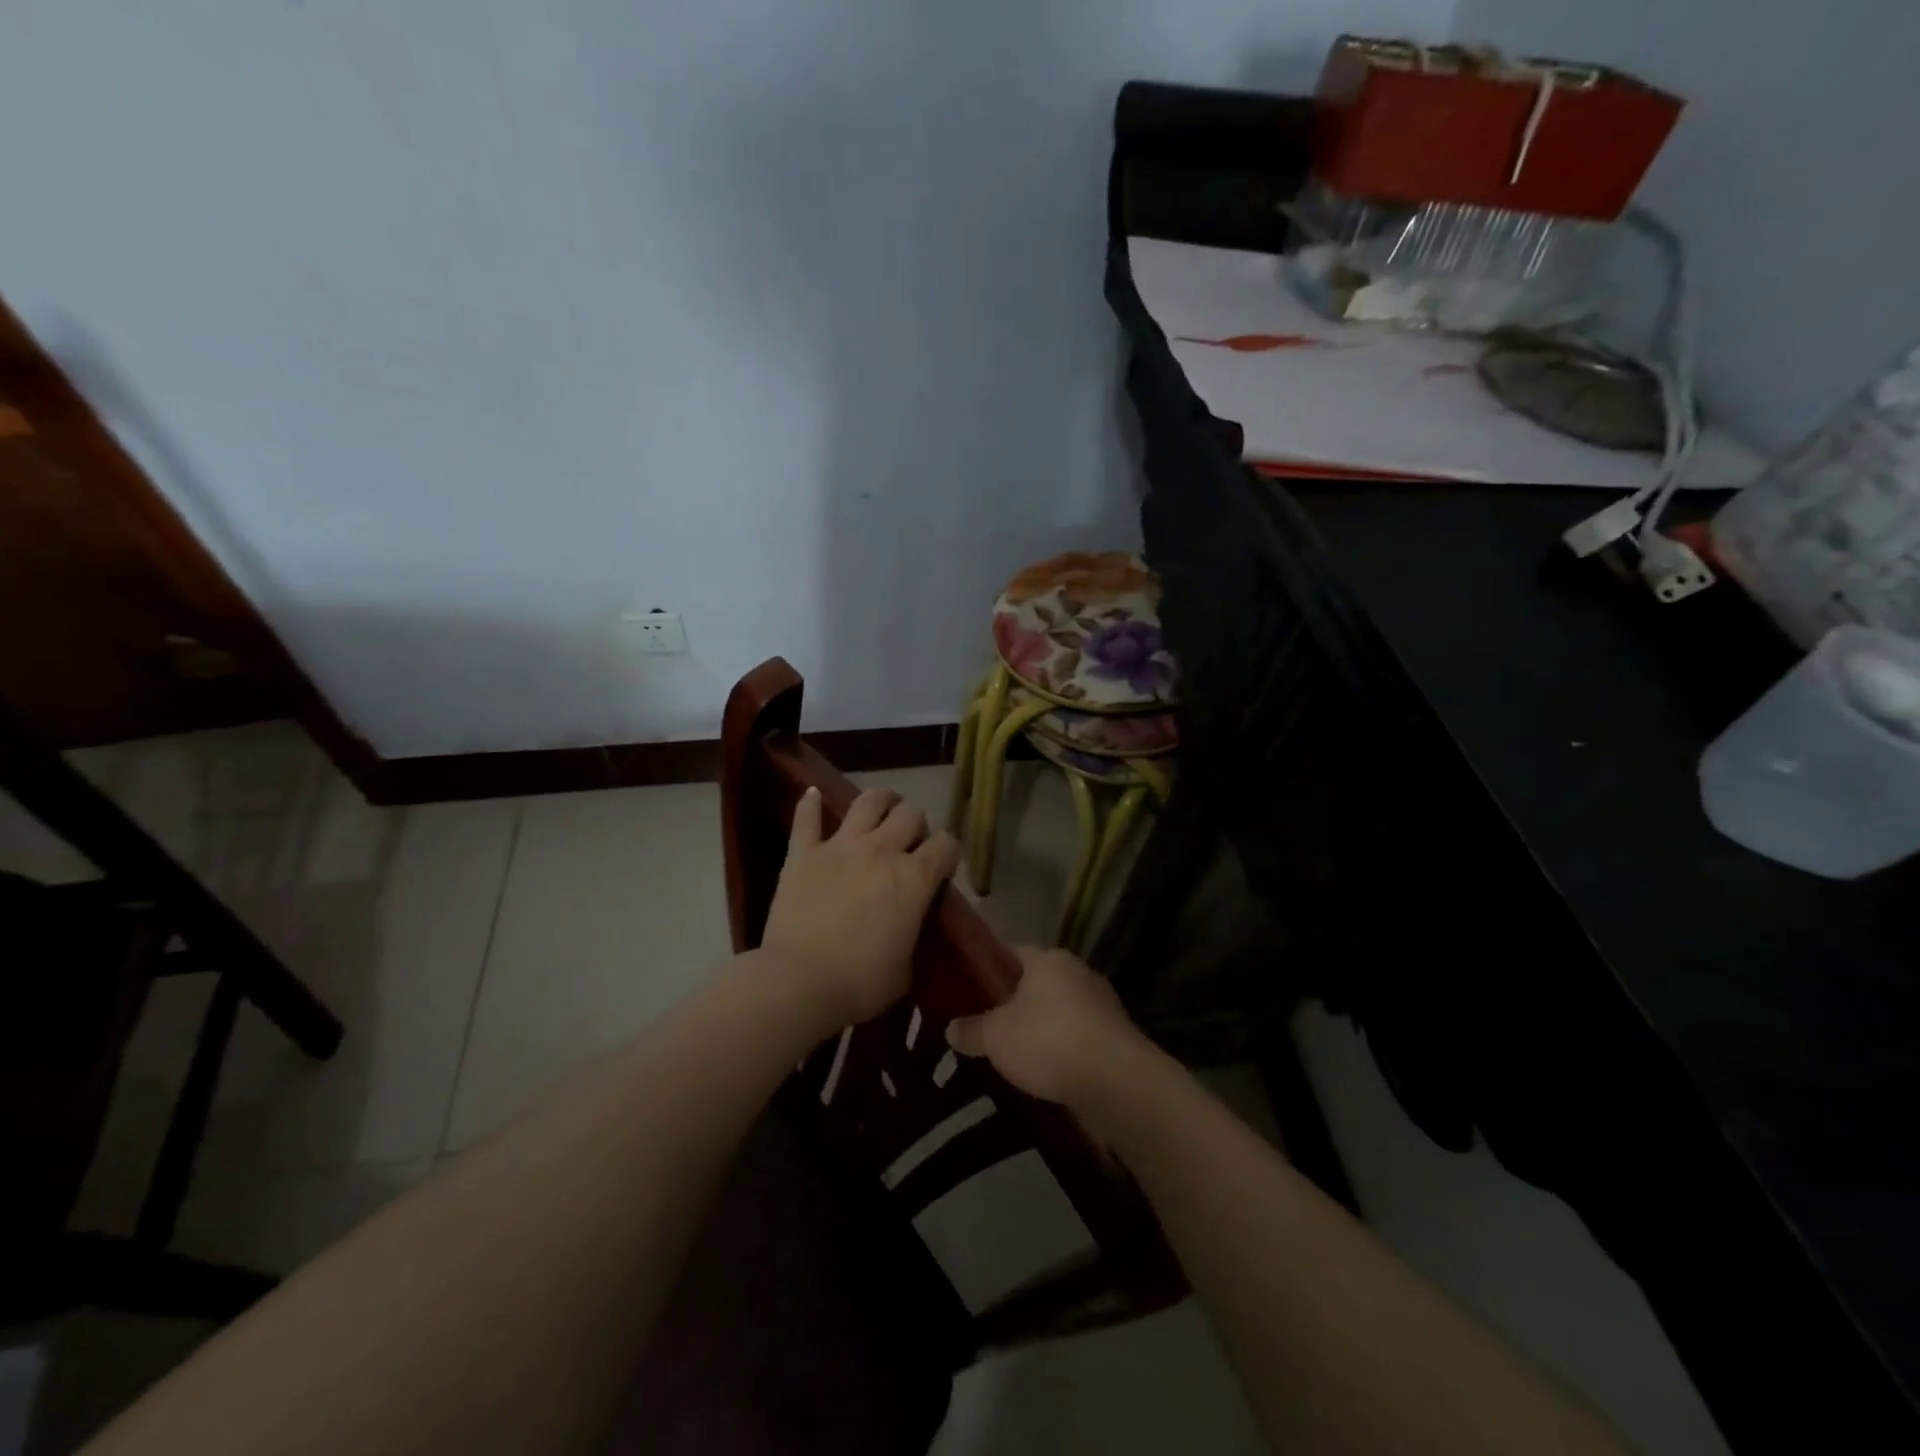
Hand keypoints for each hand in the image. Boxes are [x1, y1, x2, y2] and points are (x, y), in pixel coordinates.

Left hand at [761, 786, 960, 1031]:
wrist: (799, 983)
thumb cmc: (860, 984)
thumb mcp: (906, 967)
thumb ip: (912, 932)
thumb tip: (908, 923)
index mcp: (914, 878)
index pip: (946, 845)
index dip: (949, 852)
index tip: (943, 864)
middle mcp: (882, 851)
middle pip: (911, 815)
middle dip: (916, 824)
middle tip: (910, 840)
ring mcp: (841, 846)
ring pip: (868, 802)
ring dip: (881, 800)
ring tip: (883, 806)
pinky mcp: (803, 853)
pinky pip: (807, 818)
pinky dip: (809, 804)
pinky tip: (812, 793)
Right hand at [946, 947, 1155, 1110]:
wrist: (1116, 1082)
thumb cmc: (1048, 1041)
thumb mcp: (996, 1037)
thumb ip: (971, 1030)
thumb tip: (951, 1028)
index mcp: (1048, 959)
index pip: (1010, 953)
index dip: (987, 971)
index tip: (967, 991)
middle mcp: (1077, 972)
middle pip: (1035, 984)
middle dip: (1013, 1004)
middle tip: (984, 1027)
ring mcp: (1100, 1004)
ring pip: (1058, 1012)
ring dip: (1039, 1030)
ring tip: (1012, 1056)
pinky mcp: (1114, 1037)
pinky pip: (1076, 1038)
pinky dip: (1061, 1051)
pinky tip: (1044, 1073)